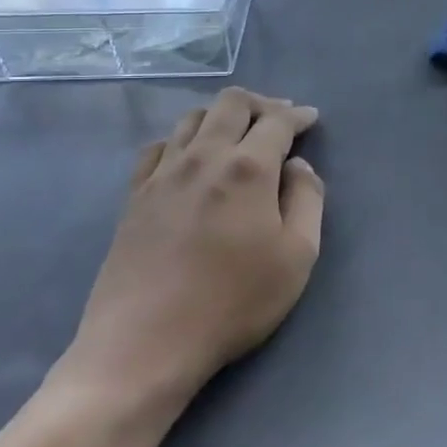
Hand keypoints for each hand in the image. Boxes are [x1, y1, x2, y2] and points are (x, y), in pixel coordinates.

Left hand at [54, 88, 325, 422]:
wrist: (146, 343)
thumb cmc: (234, 301)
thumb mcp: (298, 256)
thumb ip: (308, 199)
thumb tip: (297, 166)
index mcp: (247, 168)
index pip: (276, 121)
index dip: (298, 115)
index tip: (311, 118)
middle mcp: (203, 157)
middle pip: (231, 104)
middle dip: (261, 103)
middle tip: (279, 118)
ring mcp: (162, 174)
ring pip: (193, 118)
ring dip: (222, 116)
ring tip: (238, 134)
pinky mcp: (135, 196)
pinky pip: (159, 146)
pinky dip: (183, 139)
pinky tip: (190, 157)